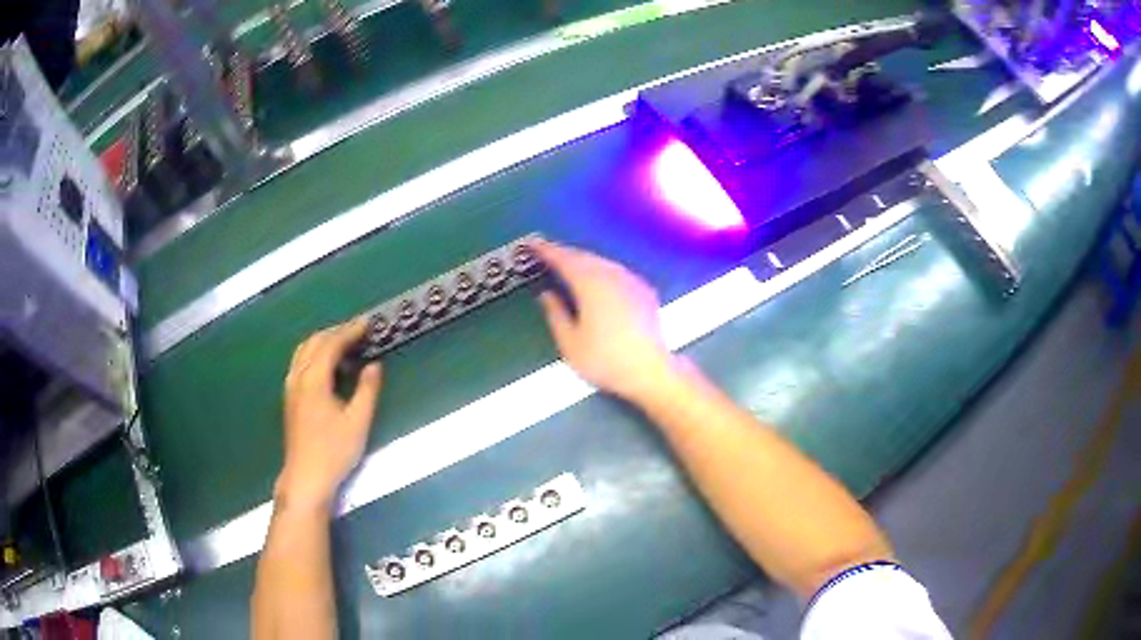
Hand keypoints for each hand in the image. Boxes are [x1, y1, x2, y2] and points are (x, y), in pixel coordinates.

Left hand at [278, 318, 382, 510]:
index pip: (331, 345)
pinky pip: (300, 363)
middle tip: (358, 331)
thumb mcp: (358, 422)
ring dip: (323, 341)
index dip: (349, 331)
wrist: (306, 477)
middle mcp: (298, 377)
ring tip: (343, 344)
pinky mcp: (290, 398)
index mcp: (314, 379)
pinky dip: (314, 354)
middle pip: (314, 342)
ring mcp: (291, 387)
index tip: (368, 324)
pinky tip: (327, 367)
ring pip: (303, 351)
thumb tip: (374, 365)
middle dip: (335, 332)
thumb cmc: (334, 451)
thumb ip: (367, 390)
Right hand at [535, 241, 677, 401]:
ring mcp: (631, 281)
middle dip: (564, 254)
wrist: (650, 371)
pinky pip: (616, 272)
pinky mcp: (644, 290)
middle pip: (584, 256)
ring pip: (602, 262)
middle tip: (547, 255)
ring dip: (583, 261)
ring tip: (569, 267)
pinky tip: (598, 282)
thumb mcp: (570, 343)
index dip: (545, 250)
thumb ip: (555, 314)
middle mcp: (611, 275)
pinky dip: (601, 271)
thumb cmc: (606, 360)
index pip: (563, 259)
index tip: (531, 245)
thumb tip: (546, 295)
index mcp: (589, 283)